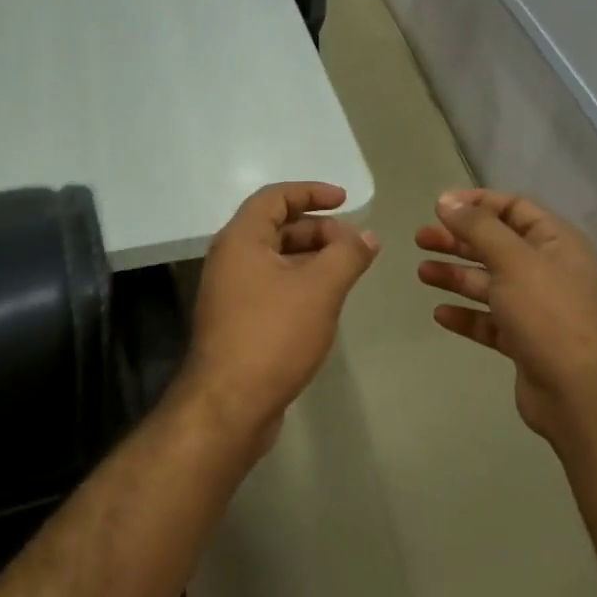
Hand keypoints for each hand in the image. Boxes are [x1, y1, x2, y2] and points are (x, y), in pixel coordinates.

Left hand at [177, 182, 379, 453]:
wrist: (230, 404)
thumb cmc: (273, 335)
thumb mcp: (320, 288)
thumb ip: (347, 255)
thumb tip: (366, 236)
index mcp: (241, 240)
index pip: (275, 198)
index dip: (311, 192)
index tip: (345, 201)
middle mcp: (230, 260)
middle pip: (276, 228)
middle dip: (318, 230)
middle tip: (354, 245)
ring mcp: (231, 293)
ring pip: (276, 261)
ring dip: (312, 259)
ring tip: (347, 272)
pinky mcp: (238, 322)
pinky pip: (272, 288)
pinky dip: (300, 284)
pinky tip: (325, 303)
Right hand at [417, 190, 596, 449]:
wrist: (581, 392)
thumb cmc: (549, 314)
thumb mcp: (513, 260)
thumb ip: (478, 227)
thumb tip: (446, 200)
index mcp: (555, 242)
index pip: (514, 208)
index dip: (477, 203)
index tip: (439, 206)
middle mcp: (547, 270)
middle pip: (496, 246)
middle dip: (458, 240)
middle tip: (420, 239)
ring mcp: (536, 308)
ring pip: (490, 284)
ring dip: (456, 276)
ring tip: (422, 273)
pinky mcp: (524, 341)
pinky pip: (490, 321)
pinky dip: (466, 315)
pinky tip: (440, 314)